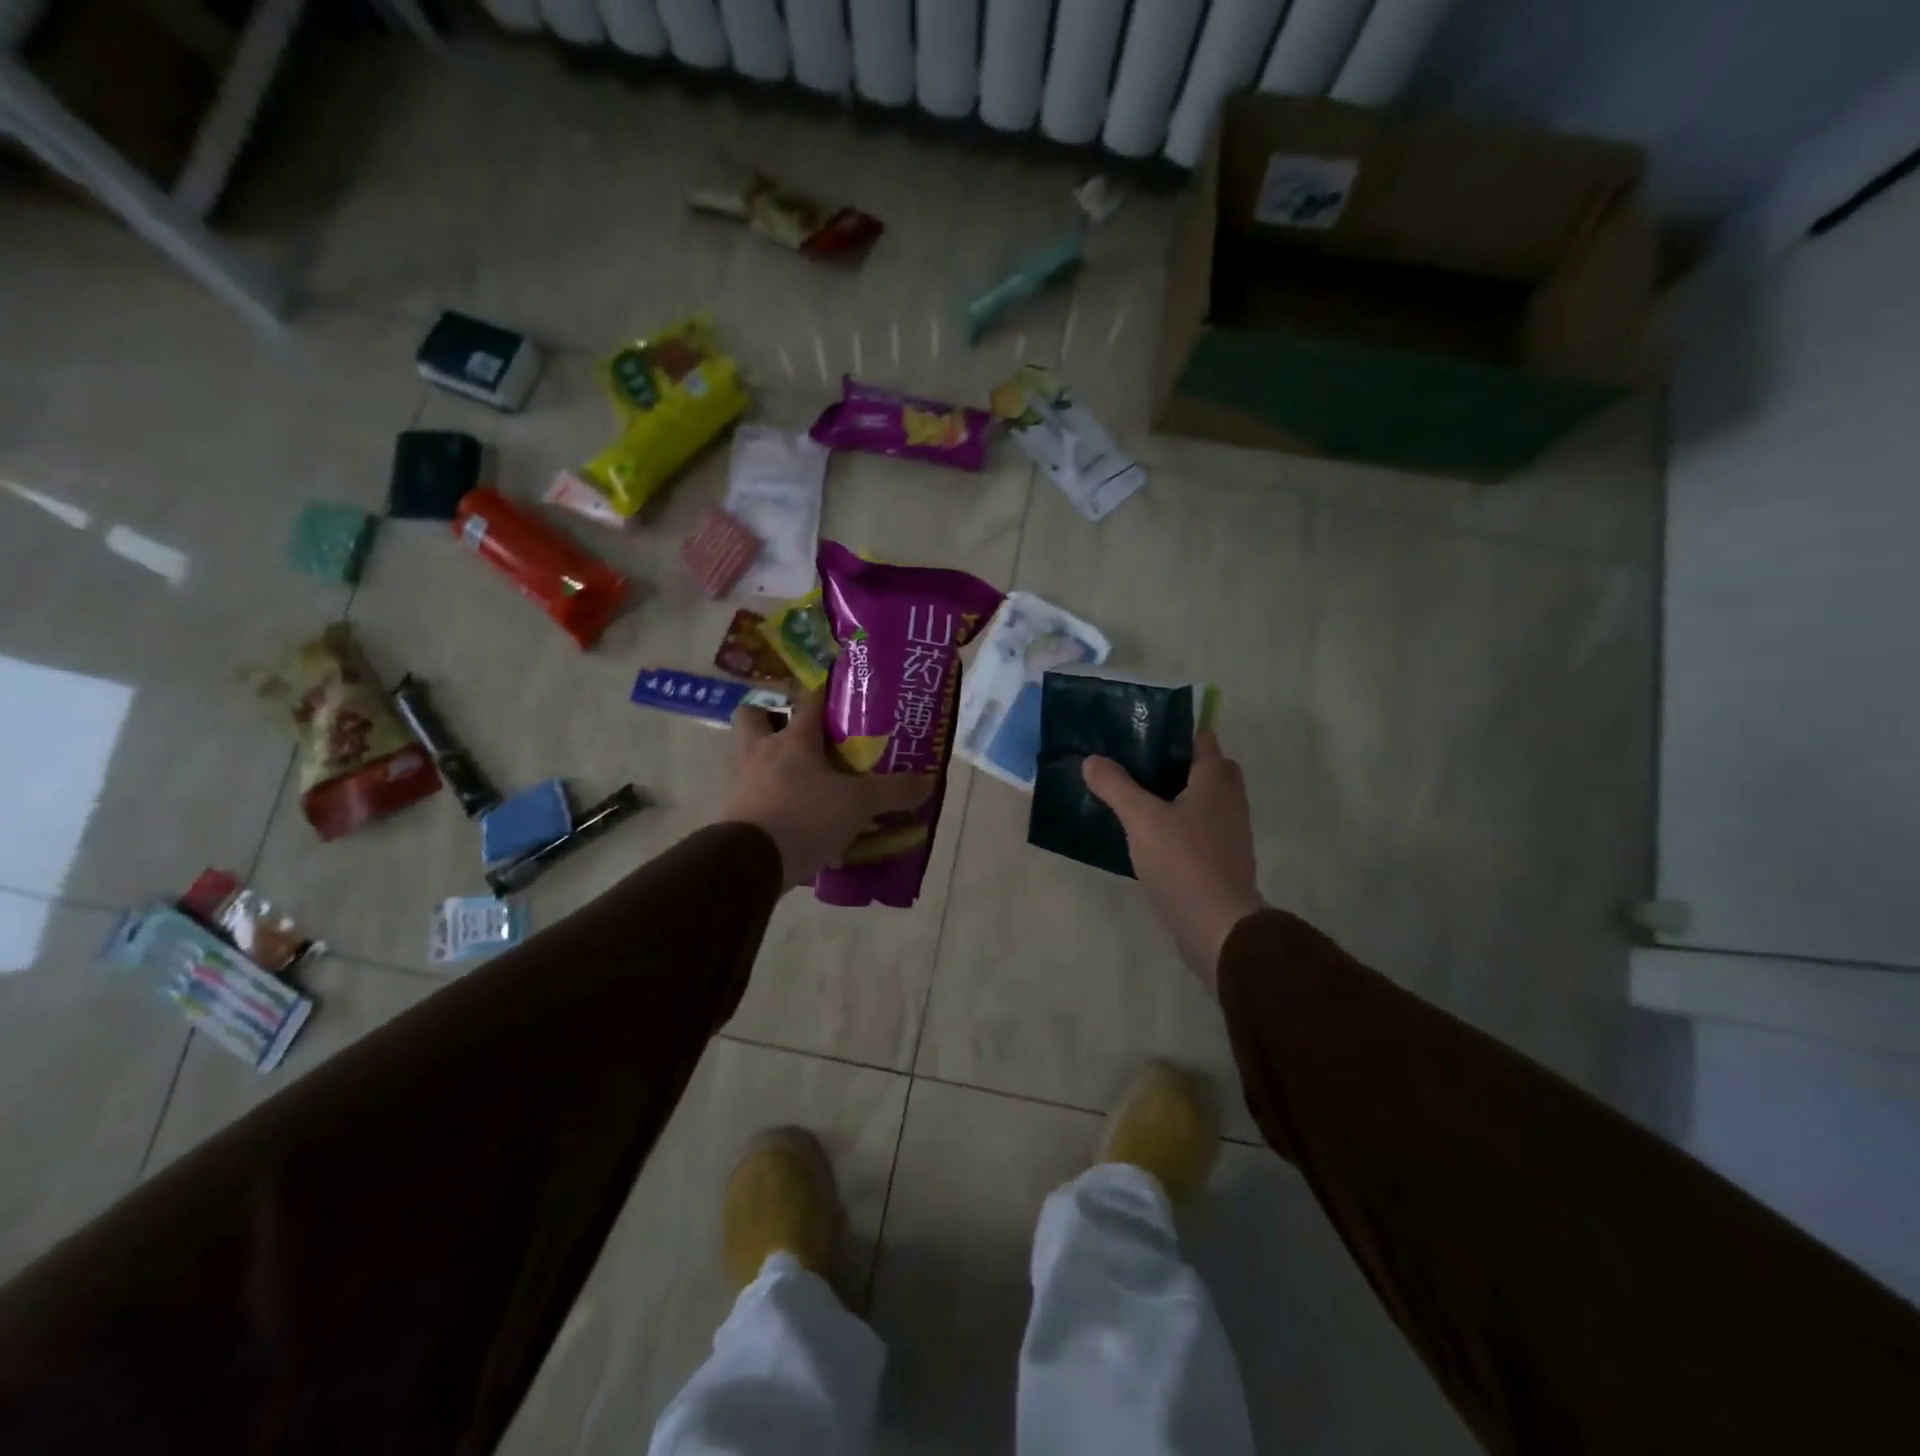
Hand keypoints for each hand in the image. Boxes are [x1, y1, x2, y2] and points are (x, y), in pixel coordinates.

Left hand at [721, 695, 934, 889]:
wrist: (749, 863)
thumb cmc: (805, 817)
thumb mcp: (859, 804)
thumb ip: (893, 791)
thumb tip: (929, 781)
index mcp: (793, 740)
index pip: (808, 703)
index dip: (824, 696)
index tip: (839, 696)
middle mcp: (760, 753)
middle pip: (753, 717)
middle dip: (772, 719)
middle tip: (801, 736)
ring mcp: (741, 783)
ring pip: (747, 756)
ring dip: (768, 761)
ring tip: (799, 779)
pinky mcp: (732, 813)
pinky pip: (751, 796)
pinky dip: (768, 801)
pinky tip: (791, 819)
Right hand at [1082, 731, 1265, 990]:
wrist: (1218, 926)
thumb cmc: (1183, 861)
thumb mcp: (1141, 819)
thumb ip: (1115, 786)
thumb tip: (1092, 759)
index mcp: (1215, 779)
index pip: (1200, 738)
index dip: (1172, 731)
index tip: (1138, 733)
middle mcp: (1229, 799)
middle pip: (1203, 768)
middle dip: (1171, 764)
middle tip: (1132, 766)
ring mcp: (1229, 831)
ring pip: (1200, 800)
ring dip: (1173, 795)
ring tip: (1132, 797)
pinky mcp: (1222, 859)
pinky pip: (1198, 828)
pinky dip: (1177, 824)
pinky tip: (1147, 835)